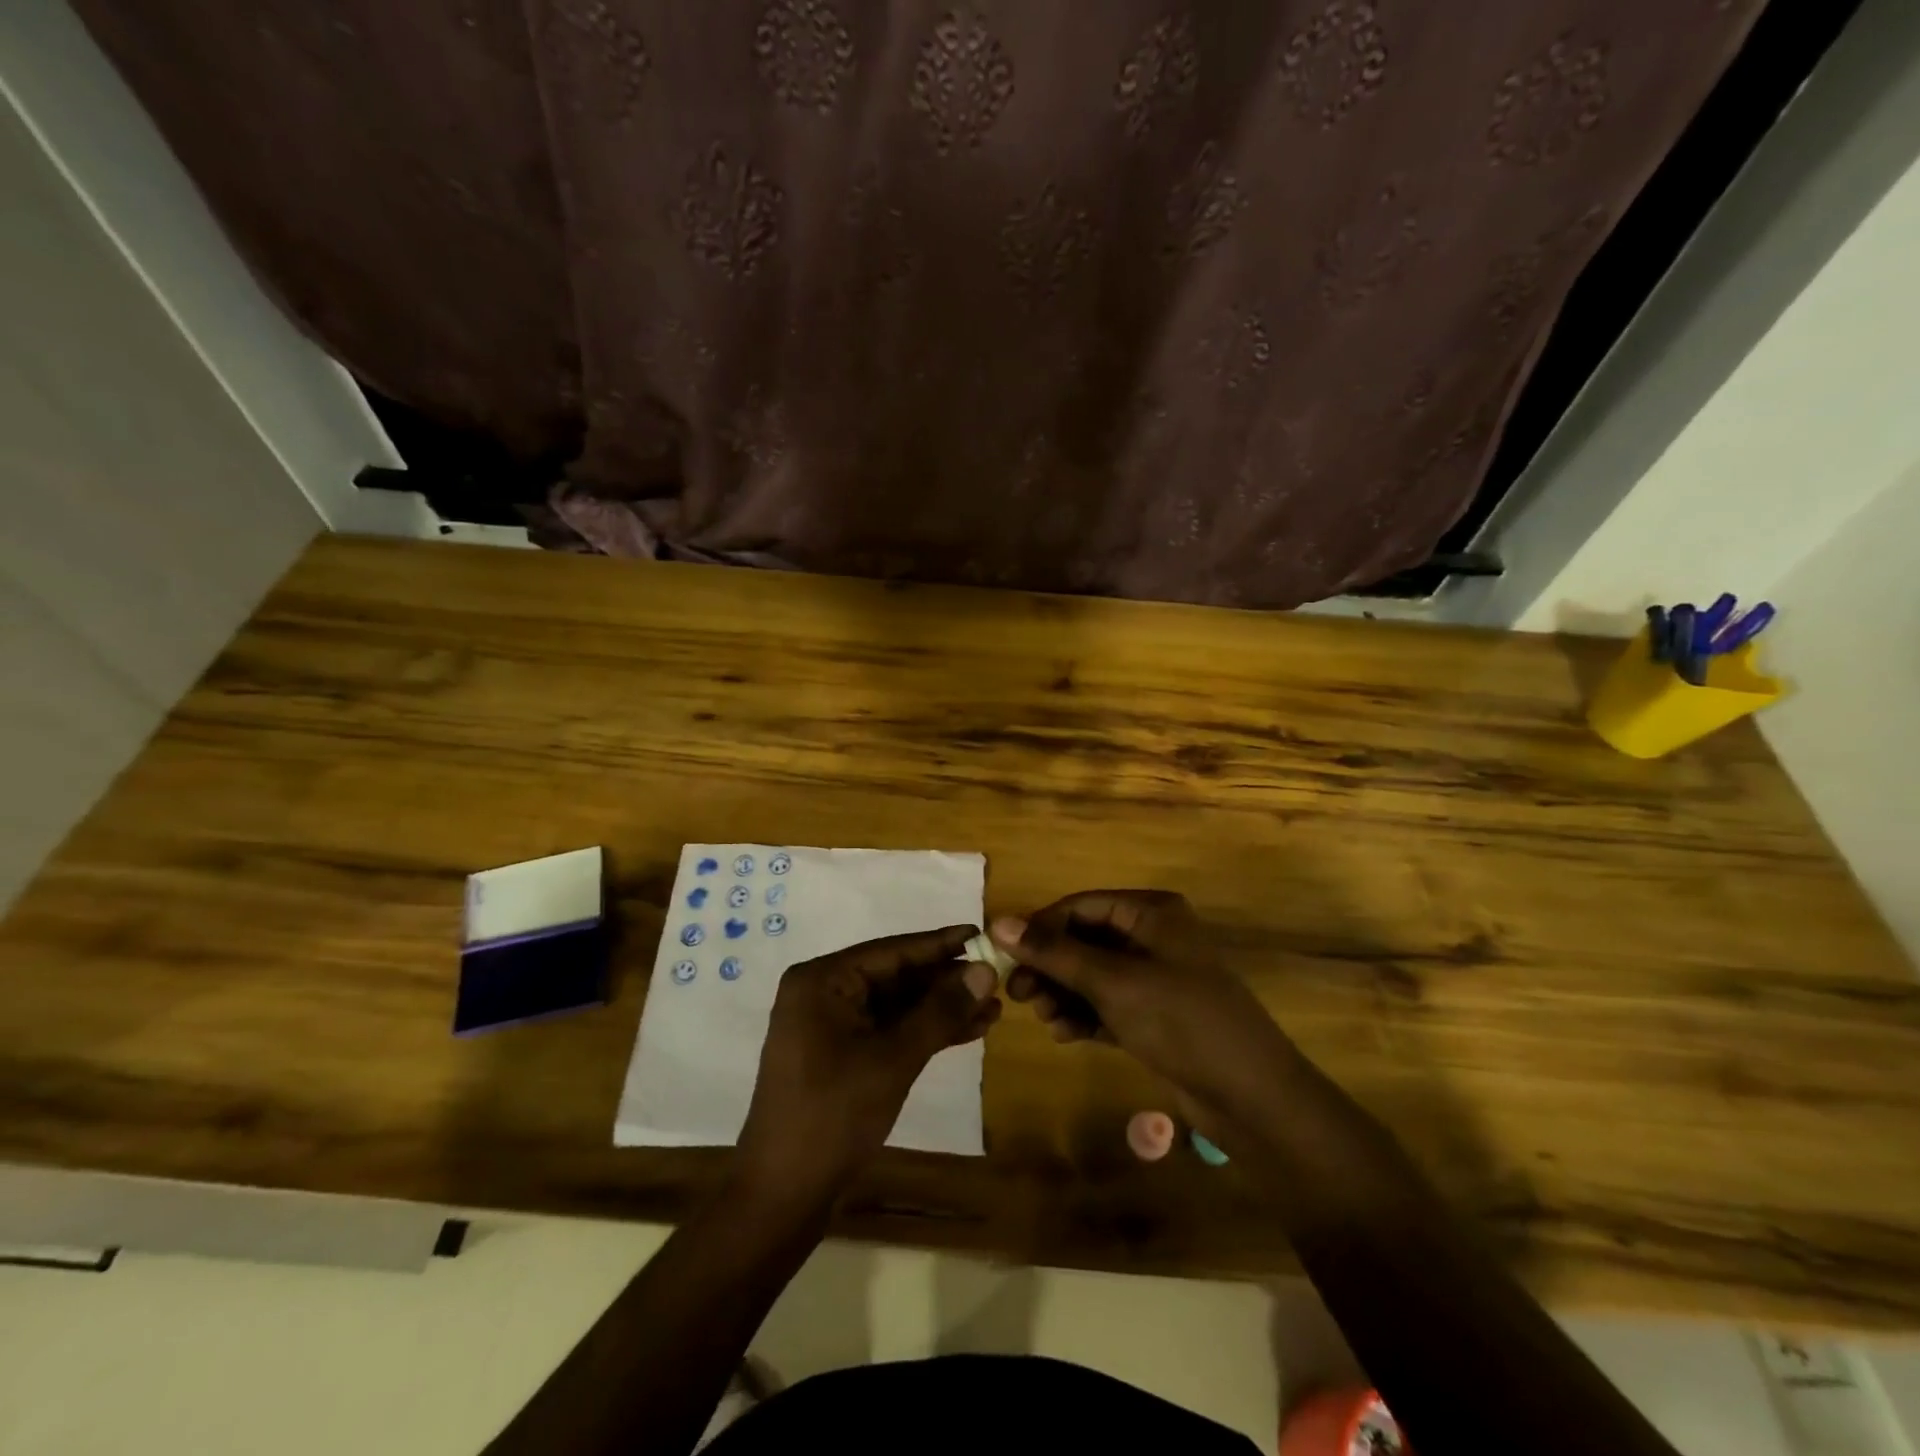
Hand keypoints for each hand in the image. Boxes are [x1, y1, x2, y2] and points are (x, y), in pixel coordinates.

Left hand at [736, 925, 1000, 1205]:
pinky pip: (889, 1031)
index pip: (891, 951)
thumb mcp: (893, 1059)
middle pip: (895, 976)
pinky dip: (924, 1032)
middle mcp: (824, 993)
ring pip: (897, 1006)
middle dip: (946, 981)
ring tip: (994, 1007)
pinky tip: (968, 1031)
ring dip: (941, 1009)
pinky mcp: (841, 1055)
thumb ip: (939, 1011)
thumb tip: (984, 971)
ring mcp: (831, 1026)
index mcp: (822, 981)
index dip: (939, 944)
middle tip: (996, 977)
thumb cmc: (833, 1115)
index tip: (981, 933)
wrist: (783, 1195)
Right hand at [992, 891, 1294, 1120]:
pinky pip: (1107, 1004)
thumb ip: (1055, 953)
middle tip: (1017, 994)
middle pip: (1084, 940)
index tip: (1003, 956)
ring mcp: (1154, 978)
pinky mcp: (1154, 1015)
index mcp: (1151, 912)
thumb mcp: (1113, 982)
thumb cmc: (1181, 1021)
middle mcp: (1152, 937)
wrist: (1251, 1097)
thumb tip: (999, 922)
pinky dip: (1084, 1015)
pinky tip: (1065, 1035)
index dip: (1040, 927)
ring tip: (1044, 1018)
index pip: (1081, 906)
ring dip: (1064, 993)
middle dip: (1050, 966)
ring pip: (1092, 975)